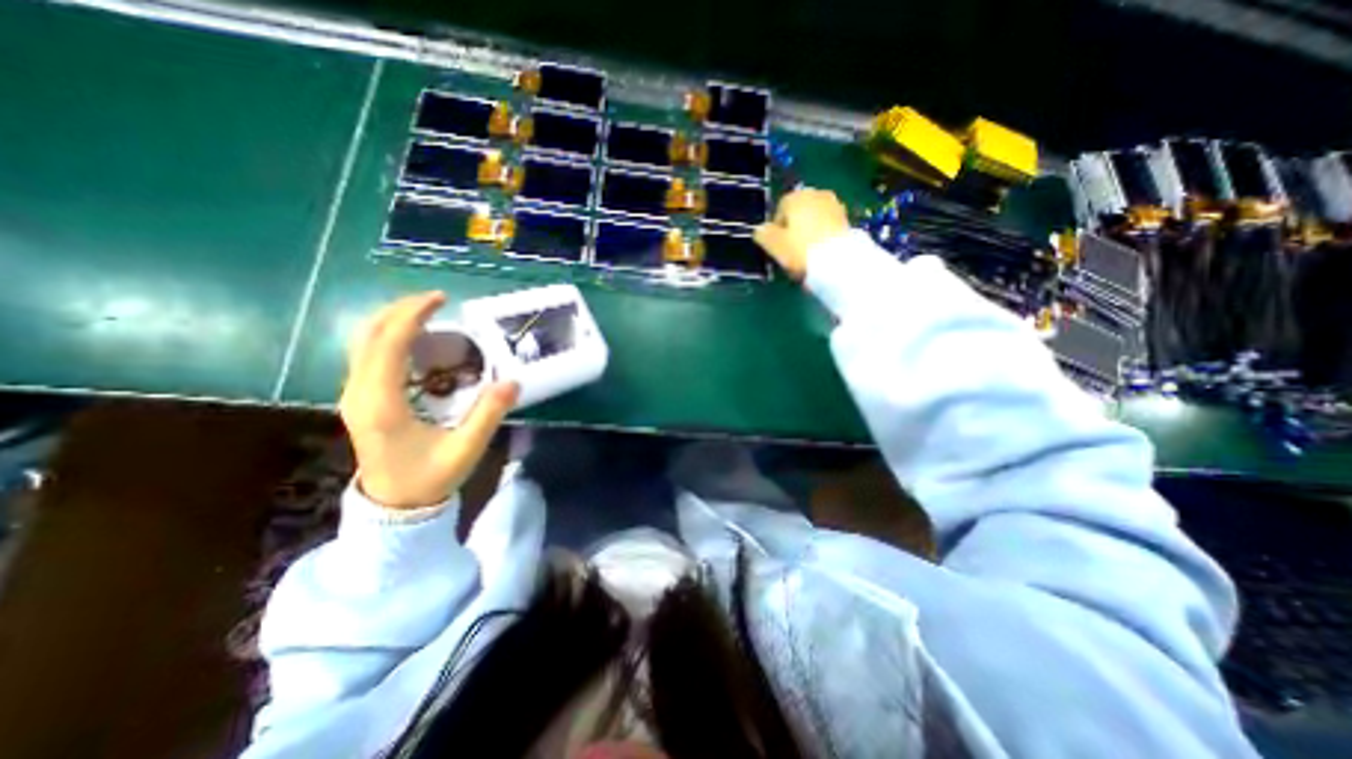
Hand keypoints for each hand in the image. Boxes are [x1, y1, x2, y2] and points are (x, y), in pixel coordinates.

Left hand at [340, 289, 517, 510]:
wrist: (393, 506)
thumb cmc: (429, 478)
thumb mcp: (465, 449)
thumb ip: (488, 415)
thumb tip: (513, 381)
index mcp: (382, 405)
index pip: (388, 346)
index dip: (412, 317)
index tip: (441, 300)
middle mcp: (359, 394)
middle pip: (368, 336)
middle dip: (400, 310)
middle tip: (436, 300)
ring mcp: (354, 395)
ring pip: (363, 343)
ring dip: (393, 320)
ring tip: (428, 312)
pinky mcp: (360, 398)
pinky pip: (367, 355)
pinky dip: (390, 336)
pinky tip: (416, 339)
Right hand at [757, 188, 846, 282]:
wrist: (838, 260)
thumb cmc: (800, 249)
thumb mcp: (774, 245)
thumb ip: (763, 234)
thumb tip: (760, 229)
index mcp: (795, 196)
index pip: (780, 209)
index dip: (776, 229)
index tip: (777, 247)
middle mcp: (815, 194)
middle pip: (799, 212)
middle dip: (794, 227)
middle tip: (791, 250)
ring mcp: (834, 204)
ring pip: (814, 218)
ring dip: (809, 231)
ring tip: (806, 252)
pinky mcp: (847, 218)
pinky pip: (827, 226)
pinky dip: (822, 235)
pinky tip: (820, 251)